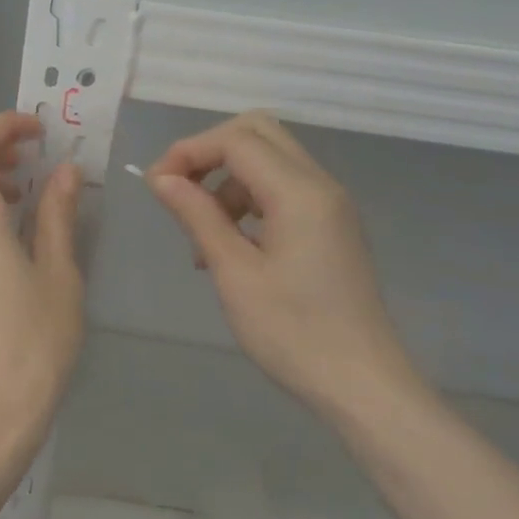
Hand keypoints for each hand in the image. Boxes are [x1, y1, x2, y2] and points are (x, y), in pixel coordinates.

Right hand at [146, 112, 418, 409]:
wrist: (363, 385)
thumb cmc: (293, 333)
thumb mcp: (234, 273)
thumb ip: (197, 216)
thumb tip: (161, 179)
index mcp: (299, 193)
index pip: (236, 140)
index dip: (189, 151)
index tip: (156, 186)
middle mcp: (320, 185)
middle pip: (257, 133)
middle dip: (209, 151)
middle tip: (177, 191)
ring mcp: (330, 204)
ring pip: (269, 159)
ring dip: (226, 179)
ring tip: (201, 234)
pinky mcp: (330, 224)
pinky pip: (282, 188)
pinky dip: (247, 199)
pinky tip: (229, 244)